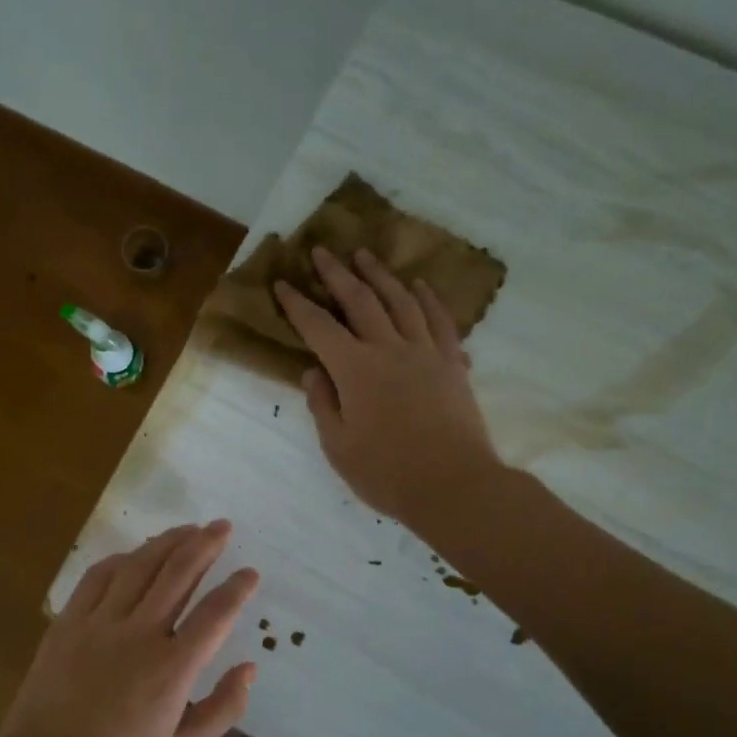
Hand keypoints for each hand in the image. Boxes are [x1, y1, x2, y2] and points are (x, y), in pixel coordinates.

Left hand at [0, 521, 258, 736]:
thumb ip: (222, 710)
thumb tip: (249, 667)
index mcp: (170, 670)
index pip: (215, 614)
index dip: (237, 588)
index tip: (251, 572)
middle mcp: (138, 635)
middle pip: (178, 574)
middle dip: (205, 545)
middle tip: (222, 526)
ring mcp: (98, 623)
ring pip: (139, 566)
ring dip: (167, 542)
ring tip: (189, 528)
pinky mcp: (68, 622)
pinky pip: (98, 576)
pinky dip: (122, 558)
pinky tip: (136, 553)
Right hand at [275, 247, 501, 526]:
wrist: (454, 485)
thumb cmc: (387, 473)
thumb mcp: (339, 447)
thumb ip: (323, 404)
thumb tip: (313, 372)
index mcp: (355, 370)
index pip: (318, 327)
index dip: (297, 304)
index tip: (282, 283)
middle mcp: (389, 349)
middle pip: (359, 300)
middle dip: (337, 273)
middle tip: (322, 250)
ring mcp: (425, 352)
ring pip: (400, 300)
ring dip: (380, 275)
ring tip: (365, 255)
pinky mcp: (452, 362)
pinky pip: (439, 319)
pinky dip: (427, 298)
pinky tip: (419, 285)